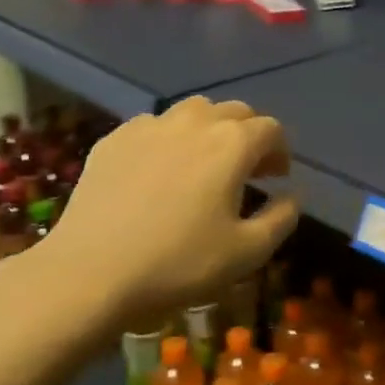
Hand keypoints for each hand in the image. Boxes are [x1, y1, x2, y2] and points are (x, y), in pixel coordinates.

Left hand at [8, 97, 298, 336]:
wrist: (91, 272)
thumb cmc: (179, 264)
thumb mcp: (248, 252)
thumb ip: (281, 218)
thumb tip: (293, 196)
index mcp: (232, 144)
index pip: (270, 129)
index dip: (280, 150)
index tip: (276, 177)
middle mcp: (194, 123)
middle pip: (234, 111)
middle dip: (248, 135)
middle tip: (246, 170)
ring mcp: (149, 126)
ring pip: (192, 111)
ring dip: (209, 130)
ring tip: (204, 163)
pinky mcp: (113, 139)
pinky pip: (153, 126)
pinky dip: (168, 139)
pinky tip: (159, 171)